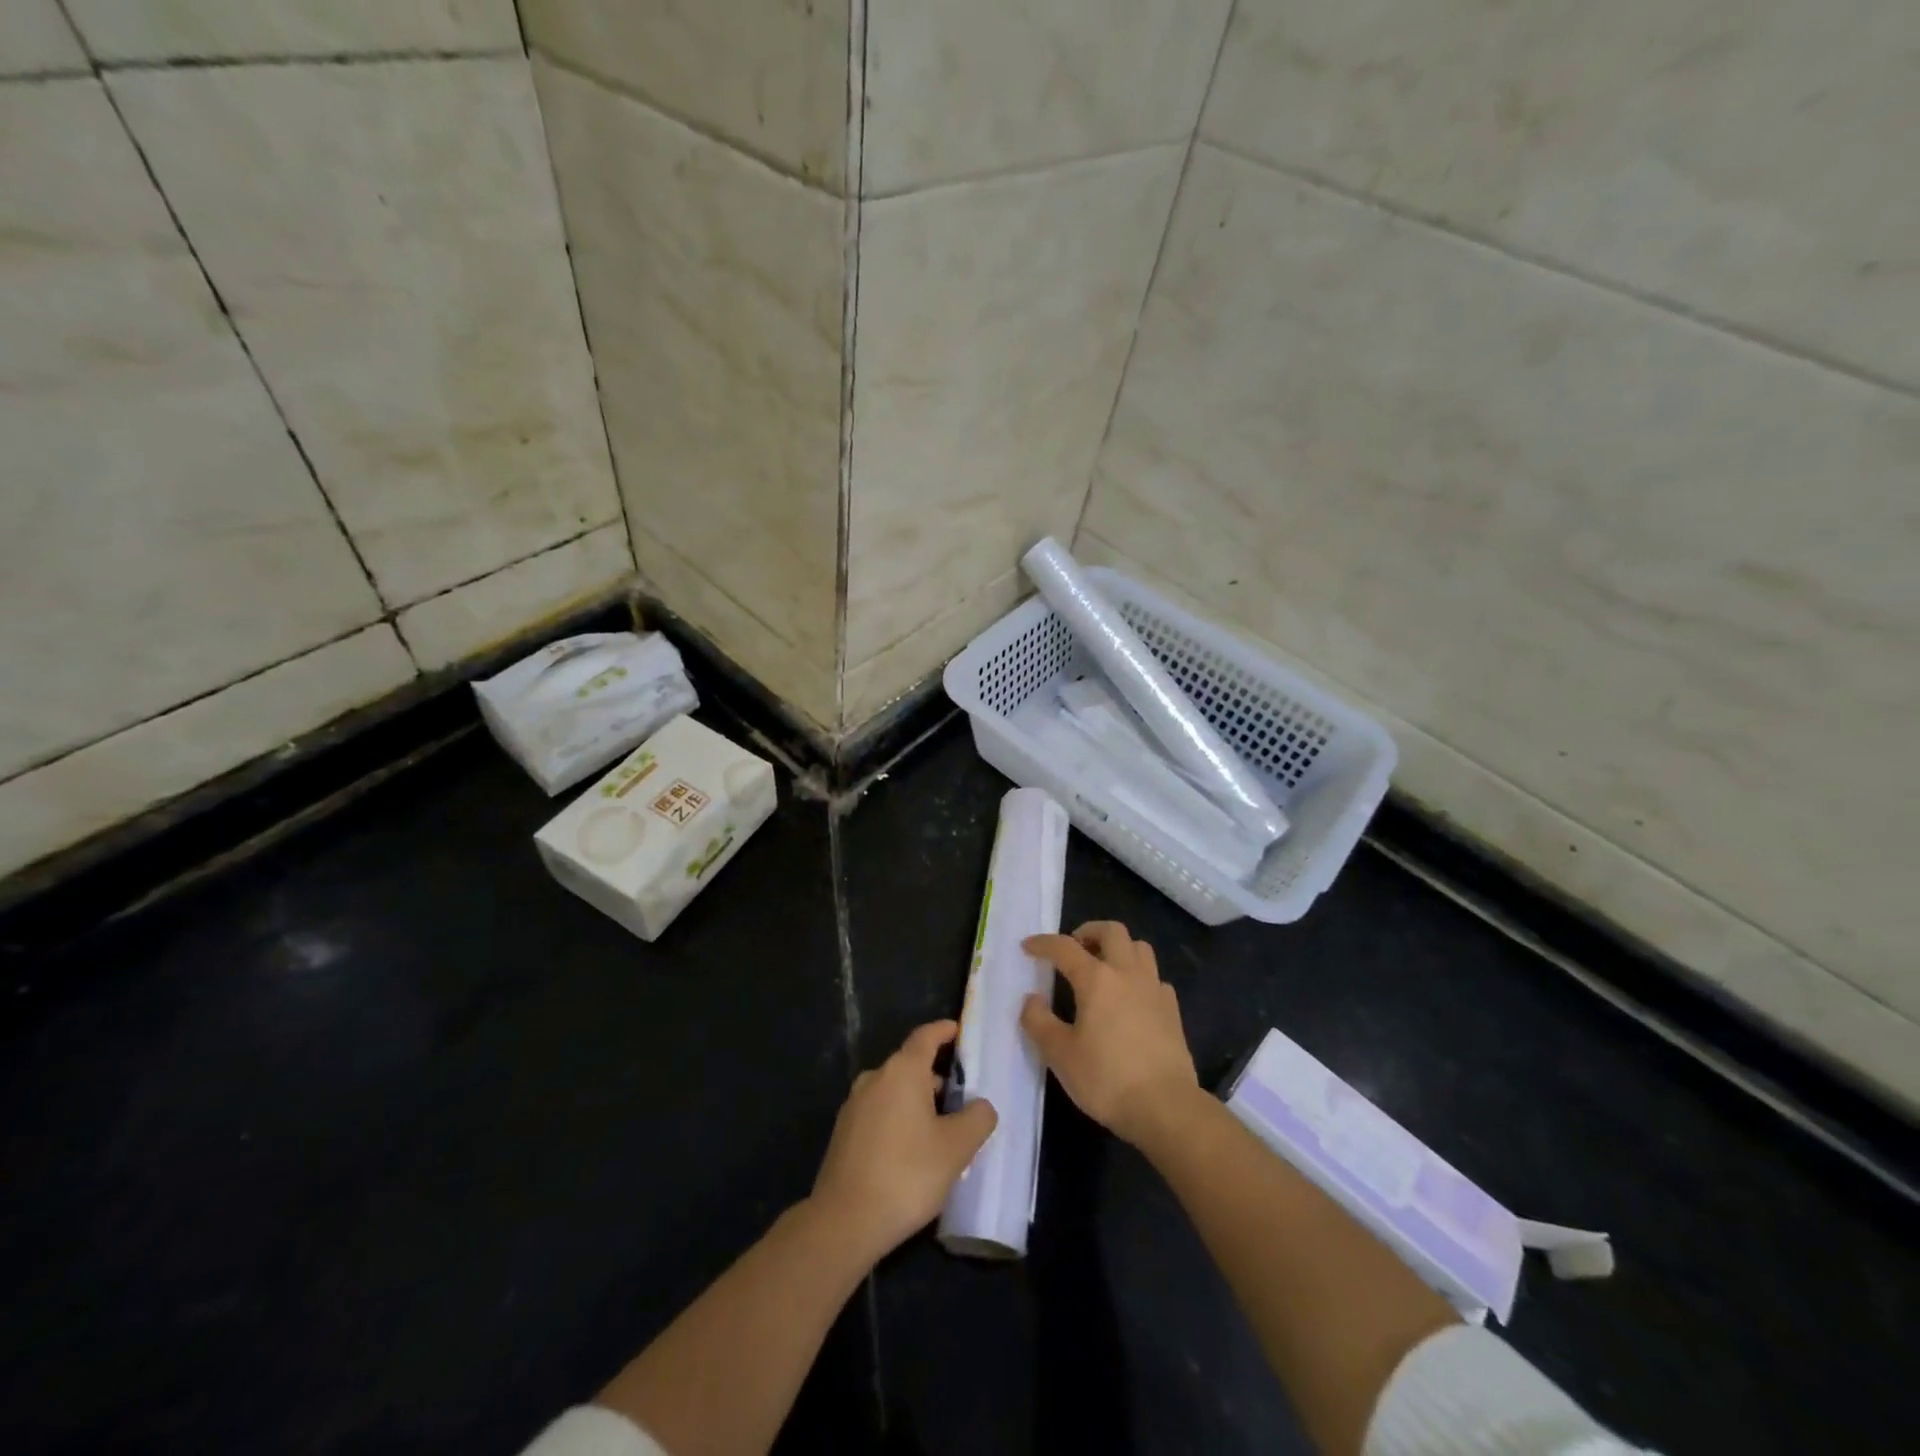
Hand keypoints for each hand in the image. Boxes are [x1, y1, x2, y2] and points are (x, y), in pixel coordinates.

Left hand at [811, 1020, 997, 1264]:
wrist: (844, 1221)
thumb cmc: (907, 1174)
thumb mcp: (956, 1148)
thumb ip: (977, 1119)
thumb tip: (982, 1106)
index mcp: (902, 1071)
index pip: (926, 1036)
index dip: (945, 1031)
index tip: (961, 1032)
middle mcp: (875, 1078)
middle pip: (910, 1064)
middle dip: (937, 1075)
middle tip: (963, 1095)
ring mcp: (855, 1104)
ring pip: (894, 1090)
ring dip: (918, 1100)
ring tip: (942, 1128)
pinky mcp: (844, 1132)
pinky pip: (880, 1111)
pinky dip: (900, 1118)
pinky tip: (913, 1150)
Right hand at [1021, 921, 1198, 1147]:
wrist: (1166, 1107)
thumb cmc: (1107, 1079)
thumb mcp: (1060, 1055)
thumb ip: (1039, 1022)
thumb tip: (1032, 999)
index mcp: (1096, 979)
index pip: (1065, 947)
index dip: (1043, 943)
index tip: (1028, 946)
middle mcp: (1127, 973)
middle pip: (1112, 931)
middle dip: (1088, 932)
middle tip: (1074, 949)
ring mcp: (1154, 989)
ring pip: (1139, 947)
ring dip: (1118, 948)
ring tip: (1103, 967)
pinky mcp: (1172, 1010)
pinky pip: (1154, 977)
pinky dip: (1139, 976)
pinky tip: (1130, 998)